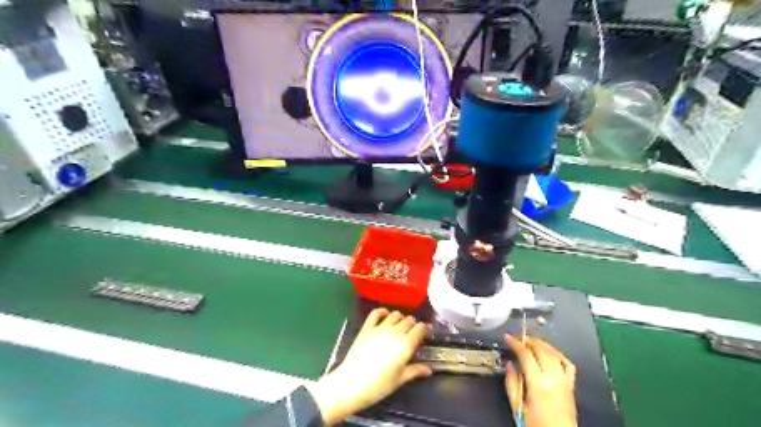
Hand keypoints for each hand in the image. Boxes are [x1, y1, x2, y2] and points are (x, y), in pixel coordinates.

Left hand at [306, 308, 430, 424]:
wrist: (352, 383)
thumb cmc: (379, 385)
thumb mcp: (400, 379)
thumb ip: (415, 371)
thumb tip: (429, 369)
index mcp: (406, 344)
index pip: (420, 328)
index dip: (424, 329)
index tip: (425, 333)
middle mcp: (395, 332)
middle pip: (409, 320)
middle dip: (413, 325)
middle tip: (412, 333)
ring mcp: (380, 328)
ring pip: (395, 314)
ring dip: (400, 318)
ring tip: (400, 325)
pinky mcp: (367, 327)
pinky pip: (376, 312)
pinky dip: (383, 311)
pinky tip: (385, 315)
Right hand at [504, 334, 576, 425]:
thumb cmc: (536, 425)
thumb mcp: (517, 407)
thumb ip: (512, 383)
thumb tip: (509, 364)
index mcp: (538, 384)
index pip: (526, 355)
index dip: (515, 343)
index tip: (507, 337)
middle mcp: (553, 379)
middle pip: (542, 350)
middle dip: (529, 340)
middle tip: (518, 338)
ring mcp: (564, 381)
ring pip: (554, 353)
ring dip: (542, 344)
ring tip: (531, 342)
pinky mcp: (571, 385)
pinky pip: (567, 363)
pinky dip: (558, 354)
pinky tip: (550, 352)